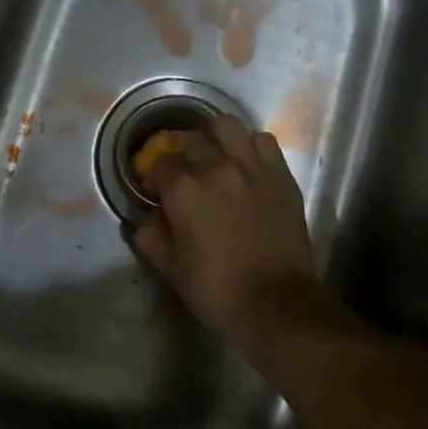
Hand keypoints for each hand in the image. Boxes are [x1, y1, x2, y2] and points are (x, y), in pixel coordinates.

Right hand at [130, 115, 322, 341]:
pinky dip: (251, 147)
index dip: (155, 177)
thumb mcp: (170, 269)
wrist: (276, 302)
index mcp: (184, 189)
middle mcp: (216, 167)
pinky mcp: (281, 174)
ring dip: (216, 139)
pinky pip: (264, 141)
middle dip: (182, 155)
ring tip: (216, 158)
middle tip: (186, 175)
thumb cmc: (216, 289)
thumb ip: (150, 237)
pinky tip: (248, 165)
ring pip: (227, 126)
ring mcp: (252, 167)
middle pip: (192, 139)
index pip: (161, 163)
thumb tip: (146, 219)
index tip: (156, 192)